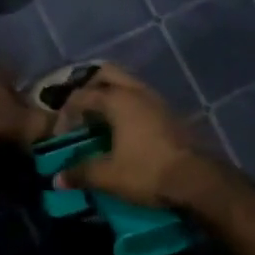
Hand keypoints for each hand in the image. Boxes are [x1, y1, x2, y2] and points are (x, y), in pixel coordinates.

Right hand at [54, 66, 207, 208]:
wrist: (196, 179)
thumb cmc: (147, 172)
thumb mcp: (108, 176)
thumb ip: (81, 173)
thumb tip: (58, 179)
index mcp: (118, 100)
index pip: (82, 95)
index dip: (66, 113)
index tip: (60, 136)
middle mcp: (137, 92)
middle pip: (106, 74)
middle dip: (89, 88)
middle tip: (80, 113)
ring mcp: (158, 100)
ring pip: (128, 85)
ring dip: (111, 97)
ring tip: (100, 122)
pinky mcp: (171, 114)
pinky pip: (141, 100)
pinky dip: (127, 108)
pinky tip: (124, 131)